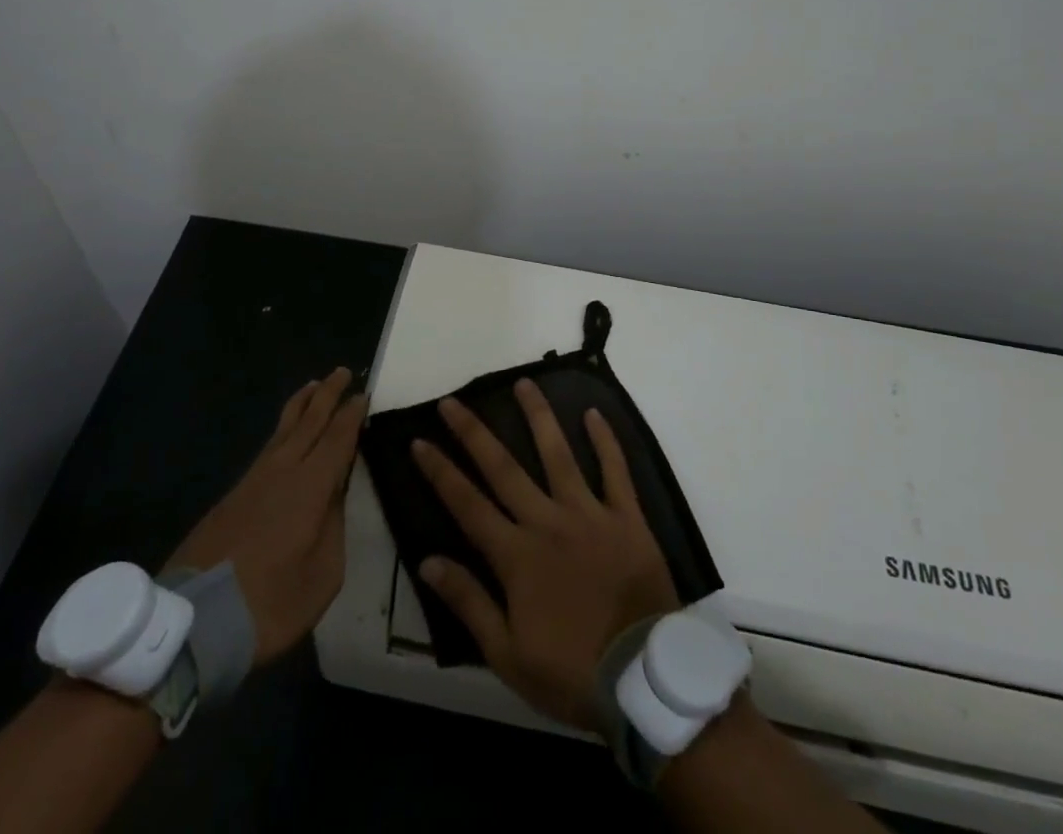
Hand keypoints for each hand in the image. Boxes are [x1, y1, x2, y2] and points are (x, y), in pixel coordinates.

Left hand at [165, 367, 365, 667]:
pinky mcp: (233, 494)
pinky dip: (283, 428)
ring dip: (302, 405)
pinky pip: (267, 446)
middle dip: (328, 395)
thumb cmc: (270, 603)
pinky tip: (285, 433)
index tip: (363, 395)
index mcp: (311, 486)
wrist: (196, 621)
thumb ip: (334, 529)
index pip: (337, 439)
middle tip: (343, 371)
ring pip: (283, 429)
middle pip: (310, 422)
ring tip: (313, 385)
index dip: (352, 416)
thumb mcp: (323, 575)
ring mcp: (254, 479)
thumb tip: (333, 498)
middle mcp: (283, 470)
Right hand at [413, 379, 679, 729]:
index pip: (467, 504)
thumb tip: (428, 560)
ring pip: (558, 454)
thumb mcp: (507, 654)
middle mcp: (547, 521)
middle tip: (453, 401)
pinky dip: (605, 440)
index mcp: (516, 555)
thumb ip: (469, 602)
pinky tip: (593, 413)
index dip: (440, 472)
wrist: (643, 679)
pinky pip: (615, 471)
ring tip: (524, 383)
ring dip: (538, 417)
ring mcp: (589, 513)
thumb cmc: (571, 672)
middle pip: (504, 468)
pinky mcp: (627, 517)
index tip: (419, 441)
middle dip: (474, 433)